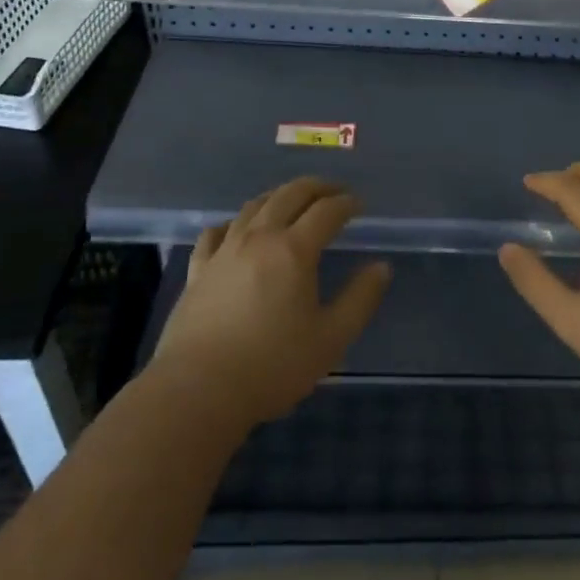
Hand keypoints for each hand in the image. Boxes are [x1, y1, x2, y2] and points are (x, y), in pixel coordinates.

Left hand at [152, 177, 390, 428]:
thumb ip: (360, 299)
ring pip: (253, 206)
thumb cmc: (272, 366)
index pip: (326, 211)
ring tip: (292, 202)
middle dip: (316, 188)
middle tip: (333, 192)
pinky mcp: (198, 269)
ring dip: (279, 196)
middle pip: (289, 195)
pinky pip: (216, 232)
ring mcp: (224, 251)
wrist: (197, 391)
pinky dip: (235, 222)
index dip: (346, 203)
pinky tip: (238, 229)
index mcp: (294, 250)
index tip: (359, 205)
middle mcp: (259, 238)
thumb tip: (381, 267)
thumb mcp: (332, 339)